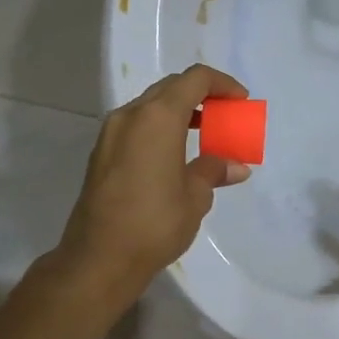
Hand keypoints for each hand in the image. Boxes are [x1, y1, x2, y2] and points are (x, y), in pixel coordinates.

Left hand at [56, 64, 251, 299]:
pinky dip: (159, 127)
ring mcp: (111, 133)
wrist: (99, 259)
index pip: (195, 80)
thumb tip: (236, 166)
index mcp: (158, 117)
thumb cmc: (154, 223)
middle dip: (201, 95)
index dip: (222, 84)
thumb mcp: (195, 196)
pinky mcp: (101, 153)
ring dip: (179, 110)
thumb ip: (213, 171)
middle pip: (171, 87)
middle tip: (224, 114)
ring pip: (151, 105)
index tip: (240, 101)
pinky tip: (174, 153)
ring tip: (203, 133)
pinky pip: (136, 125)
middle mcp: (131, 115)